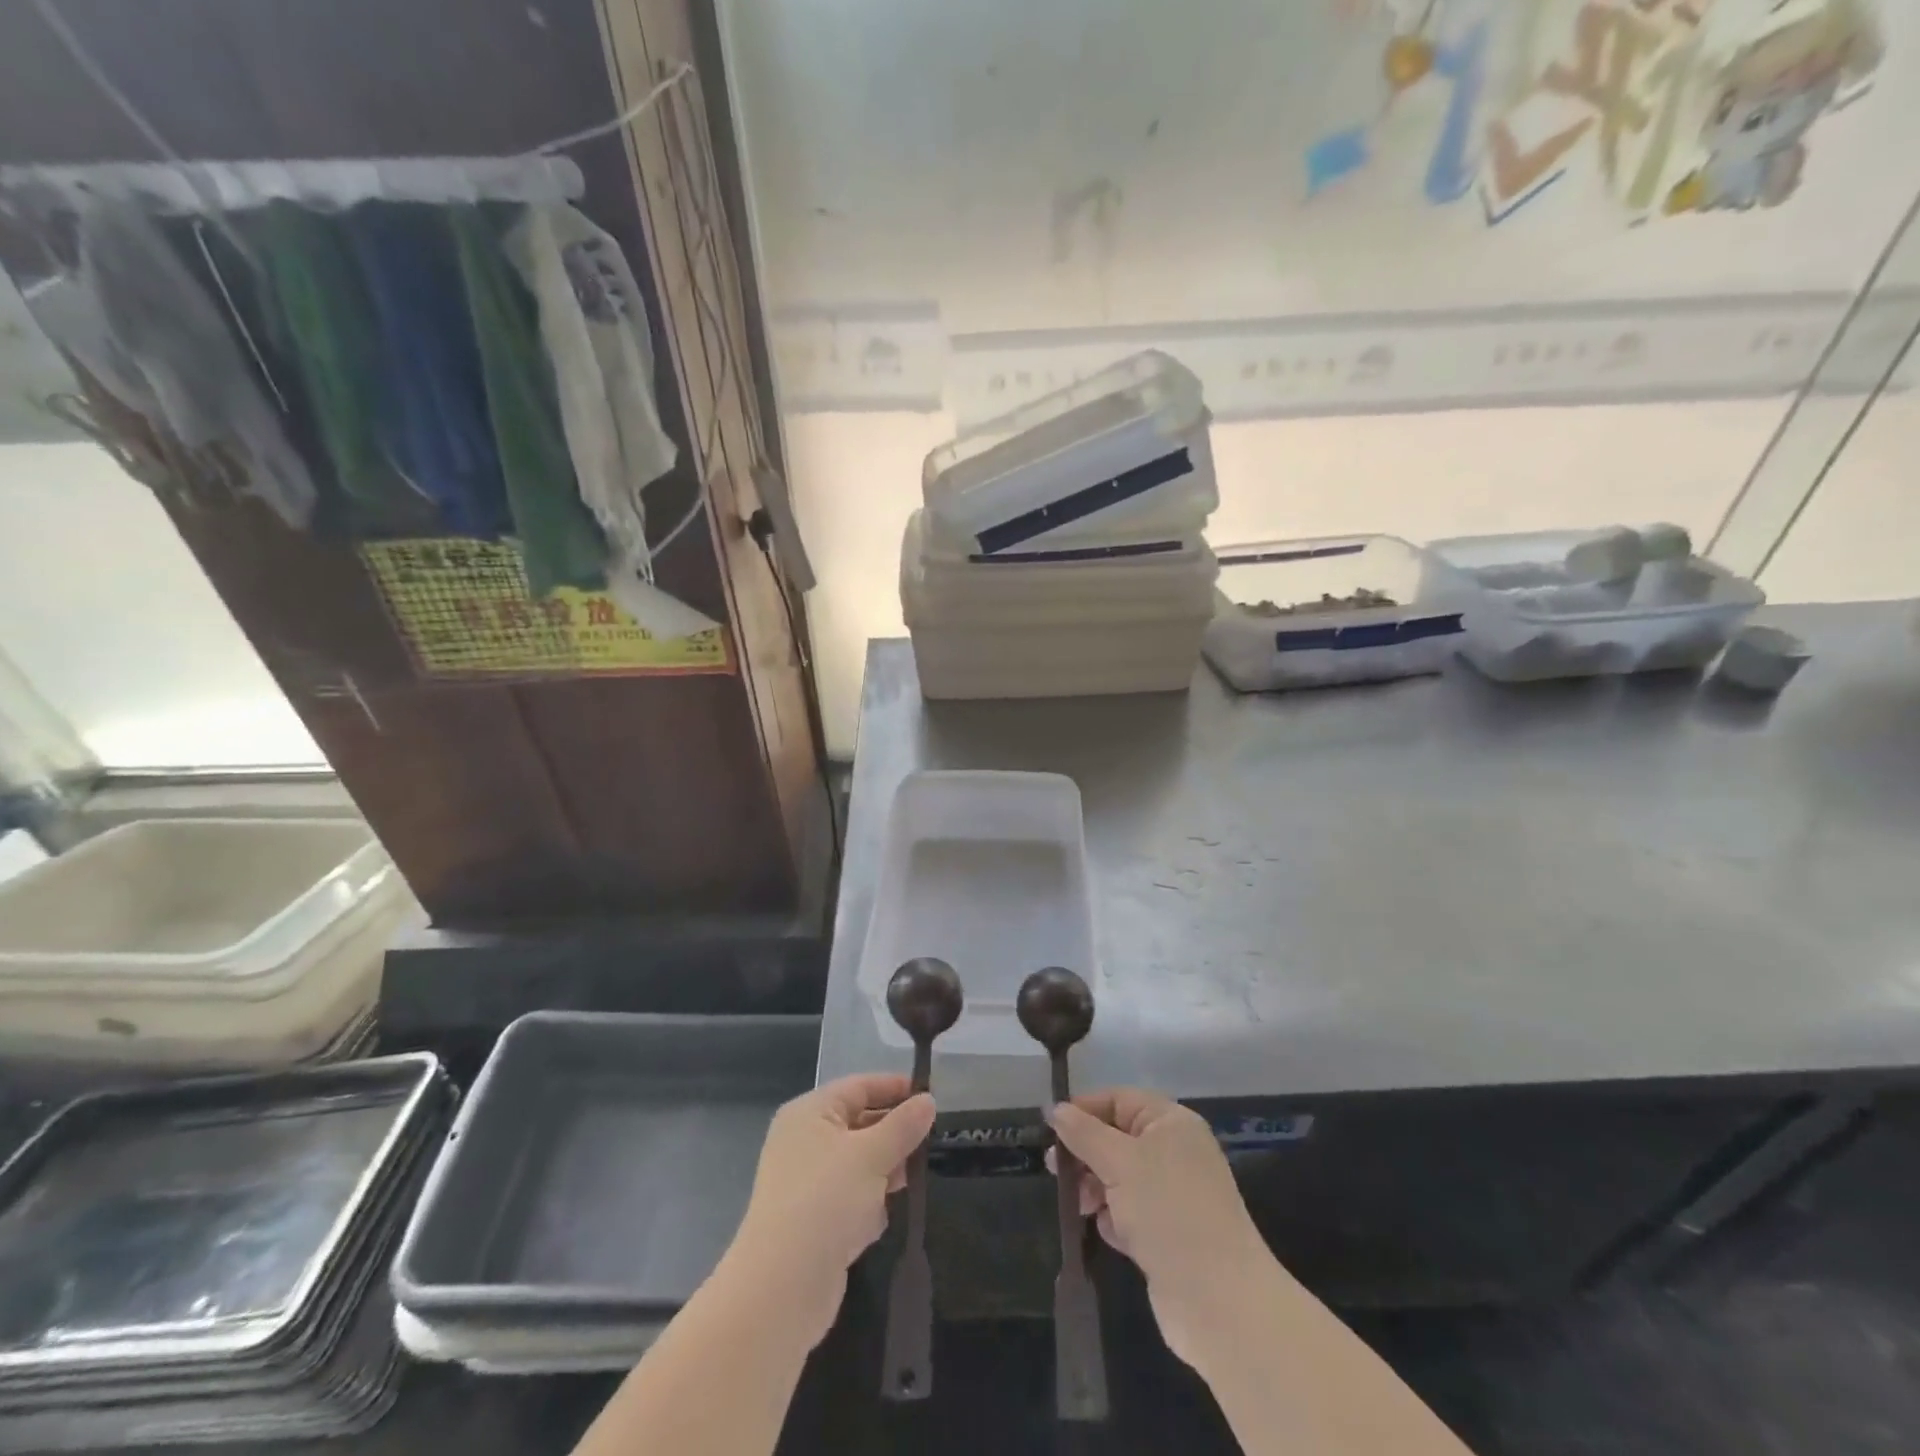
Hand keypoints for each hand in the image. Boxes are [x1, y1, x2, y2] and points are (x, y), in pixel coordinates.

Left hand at [722, 1073, 934, 1349]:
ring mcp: (807, 1183)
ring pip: (858, 1163)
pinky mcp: (813, 1220)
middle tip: (931, 1141)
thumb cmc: (826, 1201)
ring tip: (913, 1180)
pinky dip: (869, 1204)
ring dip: (885, 1171)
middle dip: (894, 1134)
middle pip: (860, 1123)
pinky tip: (883, 1217)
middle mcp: (805, 1141)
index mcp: (810, 1113)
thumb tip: (928, 1101)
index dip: (895, 1088)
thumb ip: (903, 1125)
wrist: (781, 1288)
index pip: (860, 1086)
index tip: (932, 1097)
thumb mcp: (872, 1155)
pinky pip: (850, 1198)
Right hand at [1048, 1088, 1271, 1368]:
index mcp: (1171, 1123)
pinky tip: (1111, 1234)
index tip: (1050, 1130)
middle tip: (1055, 1171)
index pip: (1119, 1100)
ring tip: (1082, 1208)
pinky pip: (1130, 1212)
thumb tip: (1056, 1109)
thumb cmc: (1168, 1212)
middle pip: (1117, 1138)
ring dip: (1096, 1189)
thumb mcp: (1119, 1162)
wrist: (1219, 1302)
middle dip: (1086, 1153)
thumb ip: (1084, 1133)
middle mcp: (1175, 1153)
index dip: (1084, 1110)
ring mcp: (1174, 1195)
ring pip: (1120, 1177)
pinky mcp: (1169, 1234)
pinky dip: (1115, 1219)